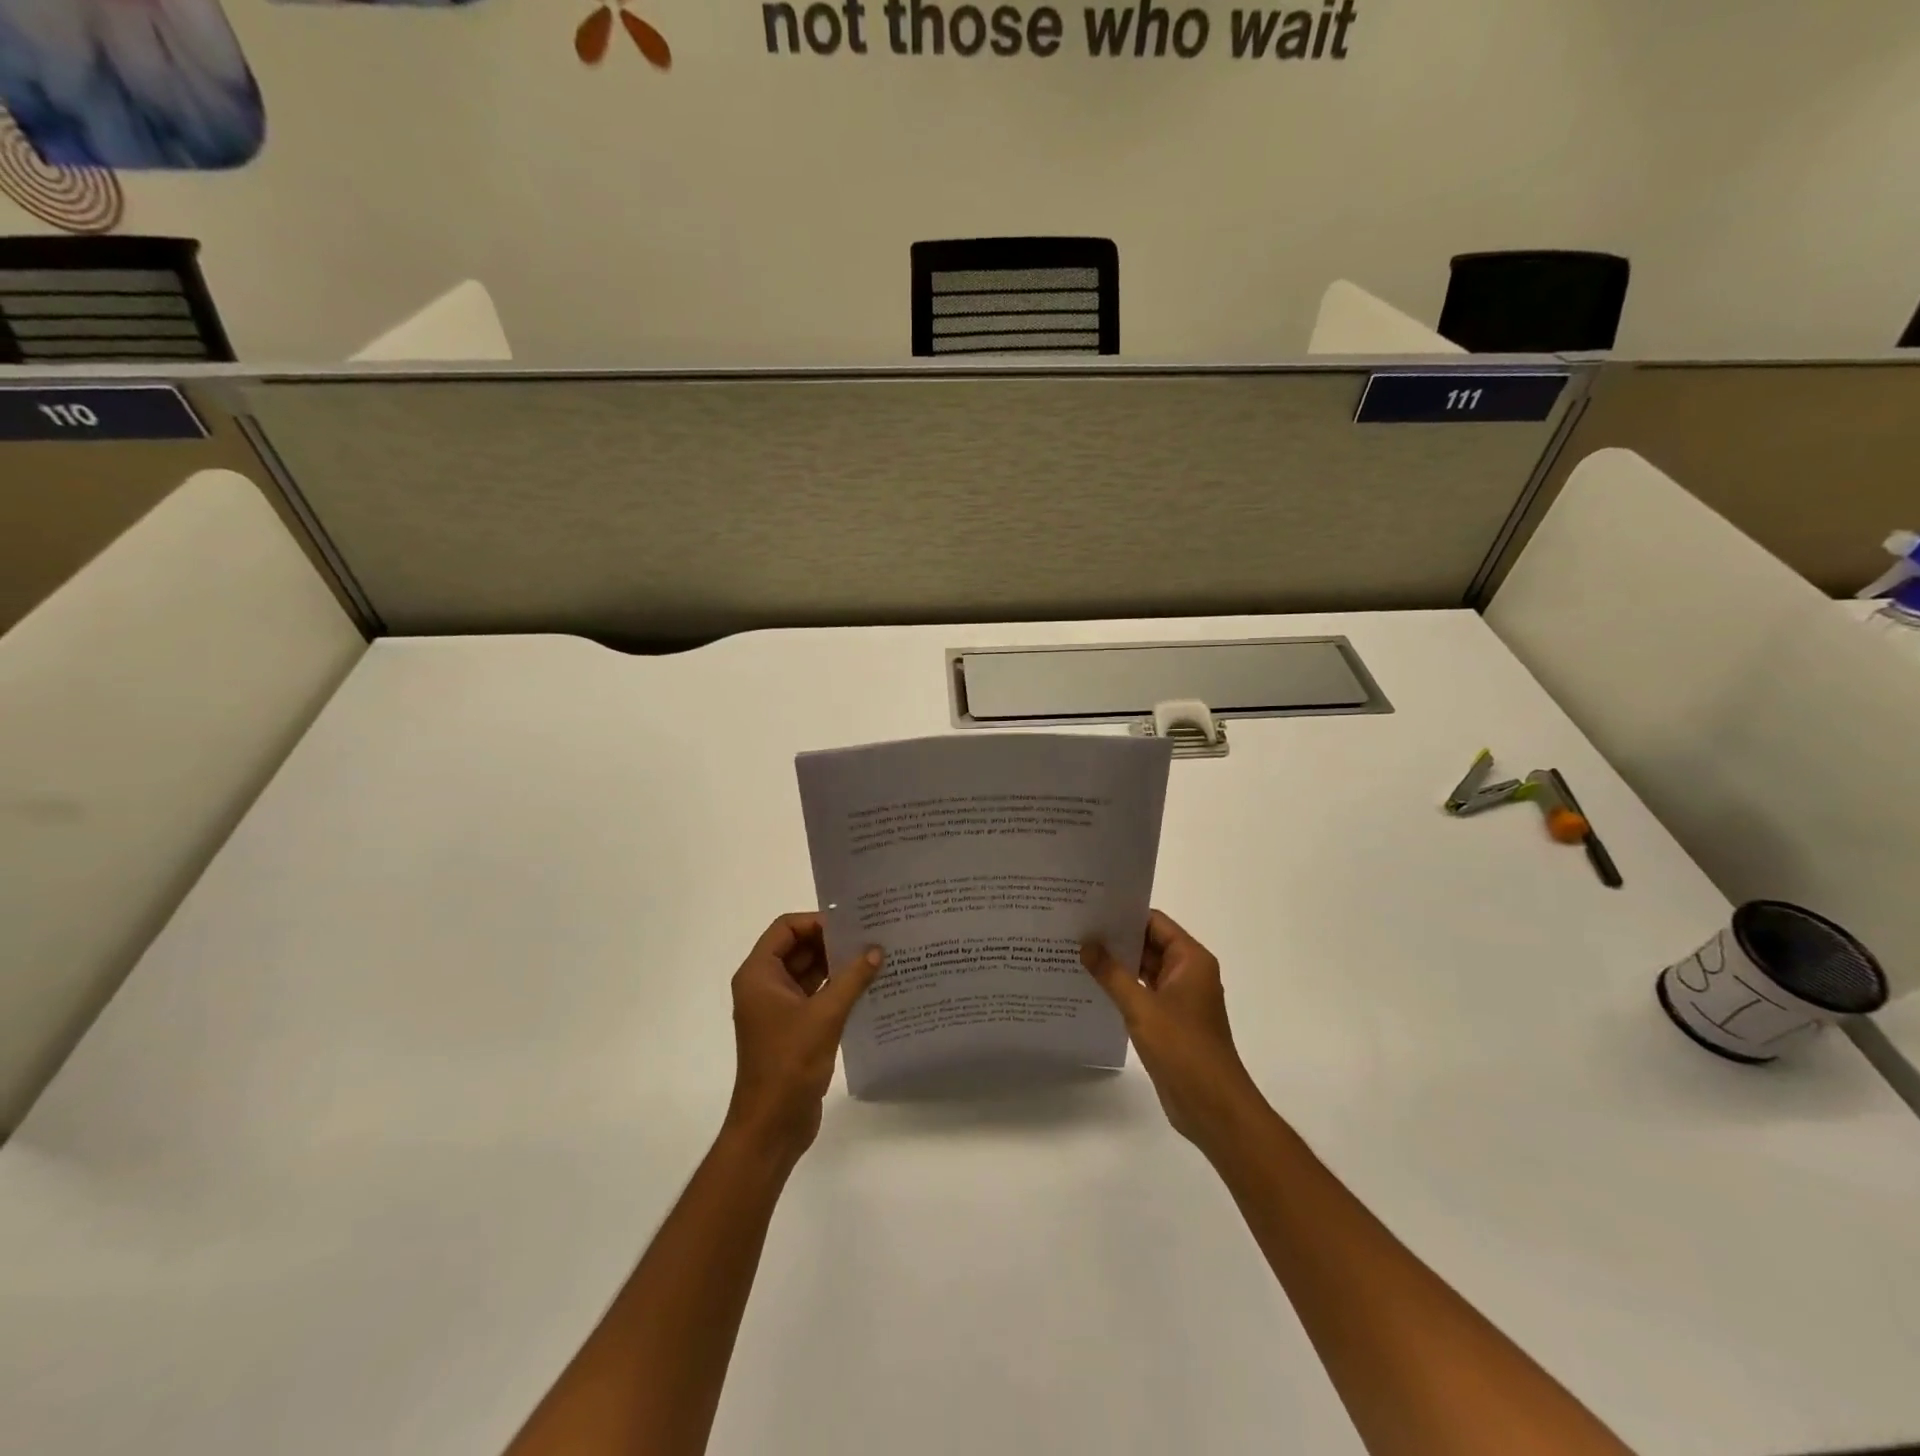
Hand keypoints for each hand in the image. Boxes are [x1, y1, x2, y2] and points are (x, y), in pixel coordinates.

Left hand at [724, 913, 882, 1166]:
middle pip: (799, 947)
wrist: (772, 1126)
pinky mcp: (794, 1028)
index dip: (817, 921)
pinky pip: (816, 996)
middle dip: (832, 942)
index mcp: (759, 975)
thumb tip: (877, 949)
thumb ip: (851, 979)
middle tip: (872, 935)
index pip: (786, 928)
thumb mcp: (824, 1015)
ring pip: (810, 972)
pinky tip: (869, 987)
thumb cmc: (789, 1064)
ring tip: (876, 956)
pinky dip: (838, 988)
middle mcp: (765, 986)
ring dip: (838, 965)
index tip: (852, 924)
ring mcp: (779, 1008)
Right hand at [1081, 910, 1265, 1151]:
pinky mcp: (1170, 1021)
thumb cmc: (1183, 1048)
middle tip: (1075, 929)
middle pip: (1148, 944)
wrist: (1213, 1107)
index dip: (1124, 914)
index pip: (1154, 922)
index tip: (1090, 909)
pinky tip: (1091, 987)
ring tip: (1076, 953)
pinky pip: (1142, 994)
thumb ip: (1112, 974)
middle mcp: (1188, 973)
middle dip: (1115, 939)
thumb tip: (1087, 944)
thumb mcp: (1142, 1007)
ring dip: (1116, 965)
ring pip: (1144, 970)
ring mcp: (1179, 999)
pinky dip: (1121, 988)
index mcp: (1191, 960)